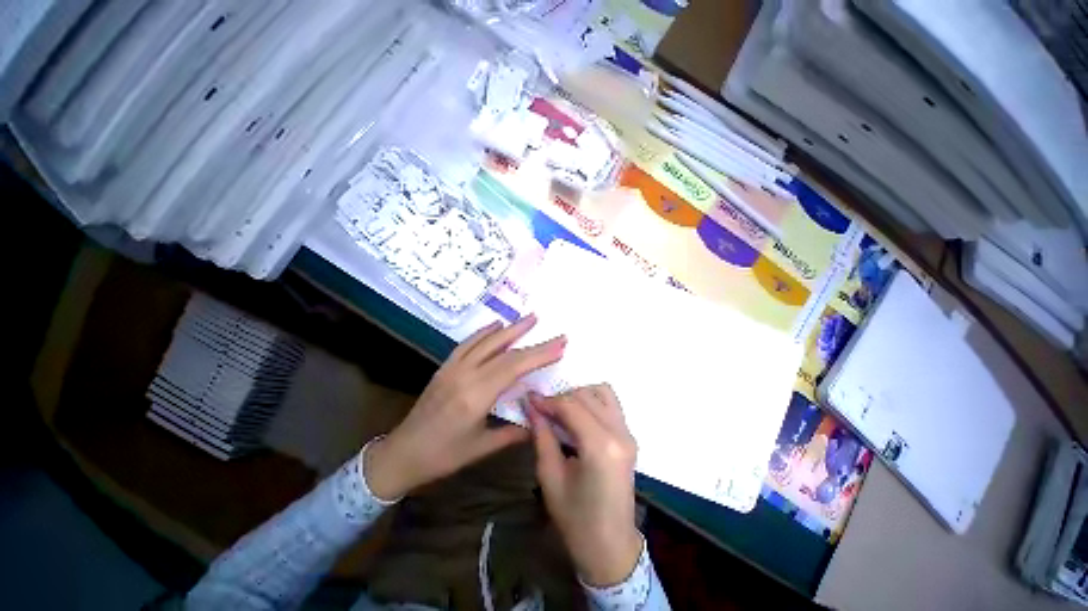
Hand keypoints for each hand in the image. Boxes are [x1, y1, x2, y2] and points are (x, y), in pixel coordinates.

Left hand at [365, 315, 565, 499]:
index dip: (540, 355)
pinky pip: (468, 343)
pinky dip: (484, 332)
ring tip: (530, 318)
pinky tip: (496, 325)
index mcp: (476, 396)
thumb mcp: (481, 448)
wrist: (401, 453)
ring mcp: (453, 368)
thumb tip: (540, 421)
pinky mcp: (445, 367)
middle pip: (506, 352)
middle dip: (534, 342)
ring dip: (510, 328)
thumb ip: (514, 433)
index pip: (515, 367)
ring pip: (487, 341)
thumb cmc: (443, 456)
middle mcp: (465, 375)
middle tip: (556, 333)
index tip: (560, 345)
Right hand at [528, 385, 642, 586]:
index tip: (530, 400)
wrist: (610, 547)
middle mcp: (619, 432)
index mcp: (600, 446)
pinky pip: (610, 404)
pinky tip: (578, 417)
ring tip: (561, 412)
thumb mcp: (550, 477)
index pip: (571, 405)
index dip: (548, 400)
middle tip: (542, 410)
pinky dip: (592, 401)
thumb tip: (531, 406)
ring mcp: (628, 433)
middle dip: (561, 397)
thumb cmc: (576, 519)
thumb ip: (542, 435)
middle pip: (586, 395)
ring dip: (579, 396)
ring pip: (602, 392)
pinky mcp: (629, 437)